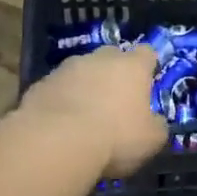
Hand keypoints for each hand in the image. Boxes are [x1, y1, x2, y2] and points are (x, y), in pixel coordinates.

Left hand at [18, 45, 168, 177]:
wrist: (55, 142)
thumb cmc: (115, 137)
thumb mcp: (151, 140)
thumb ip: (156, 126)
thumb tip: (155, 122)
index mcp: (132, 67)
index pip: (147, 53)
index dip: (148, 66)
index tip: (148, 81)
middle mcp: (99, 59)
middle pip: (111, 56)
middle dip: (114, 73)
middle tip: (116, 100)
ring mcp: (65, 69)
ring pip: (81, 71)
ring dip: (85, 87)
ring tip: (84, 116)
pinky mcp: (39, 85)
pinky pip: (57, 89)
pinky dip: (61, 101)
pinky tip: (60, 125)